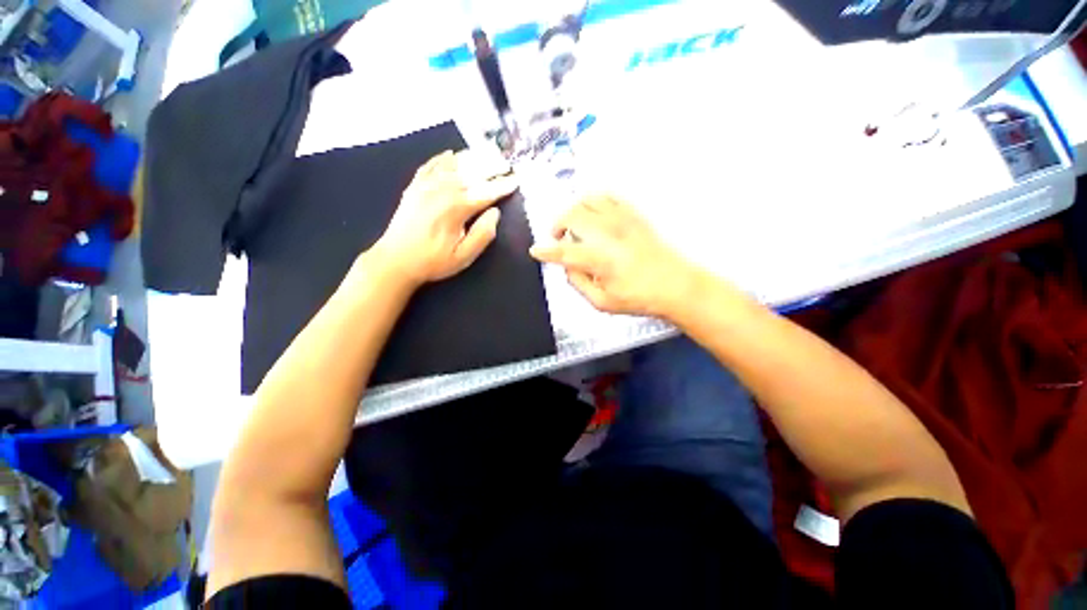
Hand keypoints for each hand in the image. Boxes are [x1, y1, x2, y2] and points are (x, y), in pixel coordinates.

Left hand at [374, 151, 517, 284]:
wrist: (395, 261)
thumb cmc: (433, 261)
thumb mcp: (464, 256)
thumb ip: (482, 234)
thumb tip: (495, 212)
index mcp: (457, 208)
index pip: (486, 192)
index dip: (503, 186)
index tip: (517, 180)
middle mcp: (442, 190)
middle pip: (472, 173)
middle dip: (492, 167)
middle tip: (507, 164)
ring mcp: (426, 185)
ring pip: (454, 165)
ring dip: (473, 158)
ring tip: (488, 153)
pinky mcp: (414, 186)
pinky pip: (431, 165)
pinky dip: (443, 158)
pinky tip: (452, 154)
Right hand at [530, 193, 700, 318]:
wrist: (675, 284)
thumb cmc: (638, 297)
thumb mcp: (602, 302)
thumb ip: (578, 283)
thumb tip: (568, 267)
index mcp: (599, 259)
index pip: (563, 252)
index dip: (545, 251)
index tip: (535, 251)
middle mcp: (607, 233)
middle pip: (571, 216)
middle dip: (557, 225)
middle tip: (557, 238)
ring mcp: (621, 219)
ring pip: (587, 200)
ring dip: (574, 211)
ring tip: (575, 226)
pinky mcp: (633, 214)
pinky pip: (607, 197)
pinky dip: (593, 203)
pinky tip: (594, 216)